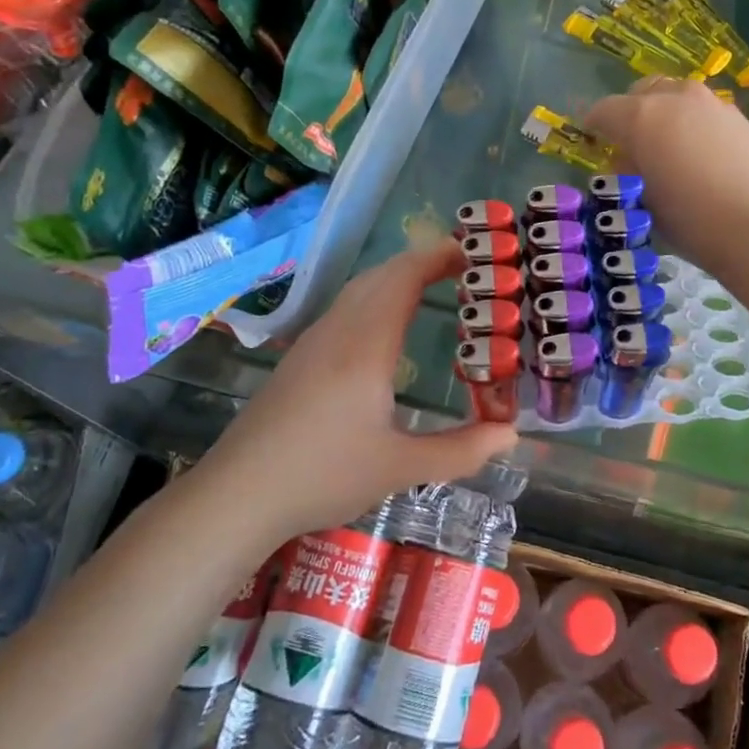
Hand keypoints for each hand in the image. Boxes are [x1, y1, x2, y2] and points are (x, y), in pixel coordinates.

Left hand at [200, 239, 518, 542]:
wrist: (236, 495)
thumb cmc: (322, 476)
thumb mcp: (400, 468)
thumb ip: (460, 451)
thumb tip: (511, 435)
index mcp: (367, 344)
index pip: (405, 277)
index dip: (440, 257)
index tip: (475, 253)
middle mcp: (339, 330)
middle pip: (383, 274)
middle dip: (424, 261)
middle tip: (466, 269)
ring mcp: (314, 340)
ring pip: (361, 288)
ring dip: (399, 277)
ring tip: (434, 287)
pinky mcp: (300, 357)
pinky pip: (347, 306)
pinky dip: (378, 296)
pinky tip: (388, 327)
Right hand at [586, 77, 748, 270]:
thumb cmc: (691, 221)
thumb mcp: (643, 202)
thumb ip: (629, 173)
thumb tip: (629, 160)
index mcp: (642, 117)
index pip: (603, 110)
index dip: (593, 125)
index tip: (592, 140)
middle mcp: (677, 98)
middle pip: (643, 91)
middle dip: (631, 111)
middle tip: (631, 142)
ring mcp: (714, 105)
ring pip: (679, 97)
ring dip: (666, 115)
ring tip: (670, 149)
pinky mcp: (742, 119)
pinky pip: (706, 115)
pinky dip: (696, 127)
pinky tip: (703, 158)